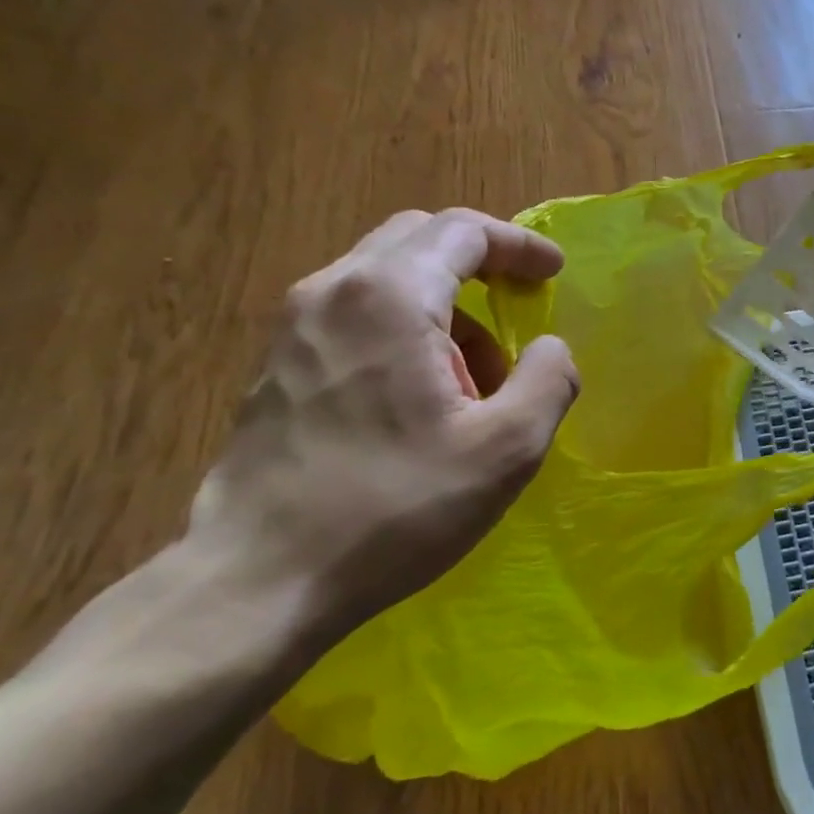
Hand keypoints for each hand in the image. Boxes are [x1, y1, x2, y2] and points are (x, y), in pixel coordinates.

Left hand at [188, 208, 578, 641]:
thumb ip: (548, 379)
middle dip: (480, 264)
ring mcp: (293, 328)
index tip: (555, 273)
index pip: (463, 231)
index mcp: (390, 298)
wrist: (258, 582)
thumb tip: (549, 348)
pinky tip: (423, 397)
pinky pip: (356, 315)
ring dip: (446, 306)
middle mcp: (332, 292)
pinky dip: (406, 329)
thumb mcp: (508, 448)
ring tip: (477, 377)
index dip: (519, 245)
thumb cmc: (396, 507)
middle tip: (521, 304)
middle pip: (419, 239)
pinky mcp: (276, 366)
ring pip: (386, 278)